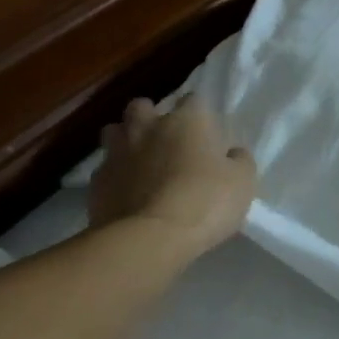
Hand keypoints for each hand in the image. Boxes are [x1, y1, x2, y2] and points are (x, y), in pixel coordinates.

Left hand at [88, 94, 256, 259]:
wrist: (150, 238)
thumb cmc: (205, 202)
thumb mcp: (242, 183)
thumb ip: (239, 161)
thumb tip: (233, 153)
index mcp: (186, 121)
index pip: (193, 100)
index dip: (199, 116)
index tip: (206, 135)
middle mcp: (147, 127)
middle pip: (142, 106)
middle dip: (151, 117)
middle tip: (165, 141)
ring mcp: (117, 152)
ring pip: (114, 132)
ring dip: (125, 141)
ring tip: (139, 163)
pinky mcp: (97, 181)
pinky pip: (105, 170)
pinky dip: (115, 177)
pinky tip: (126, 195)